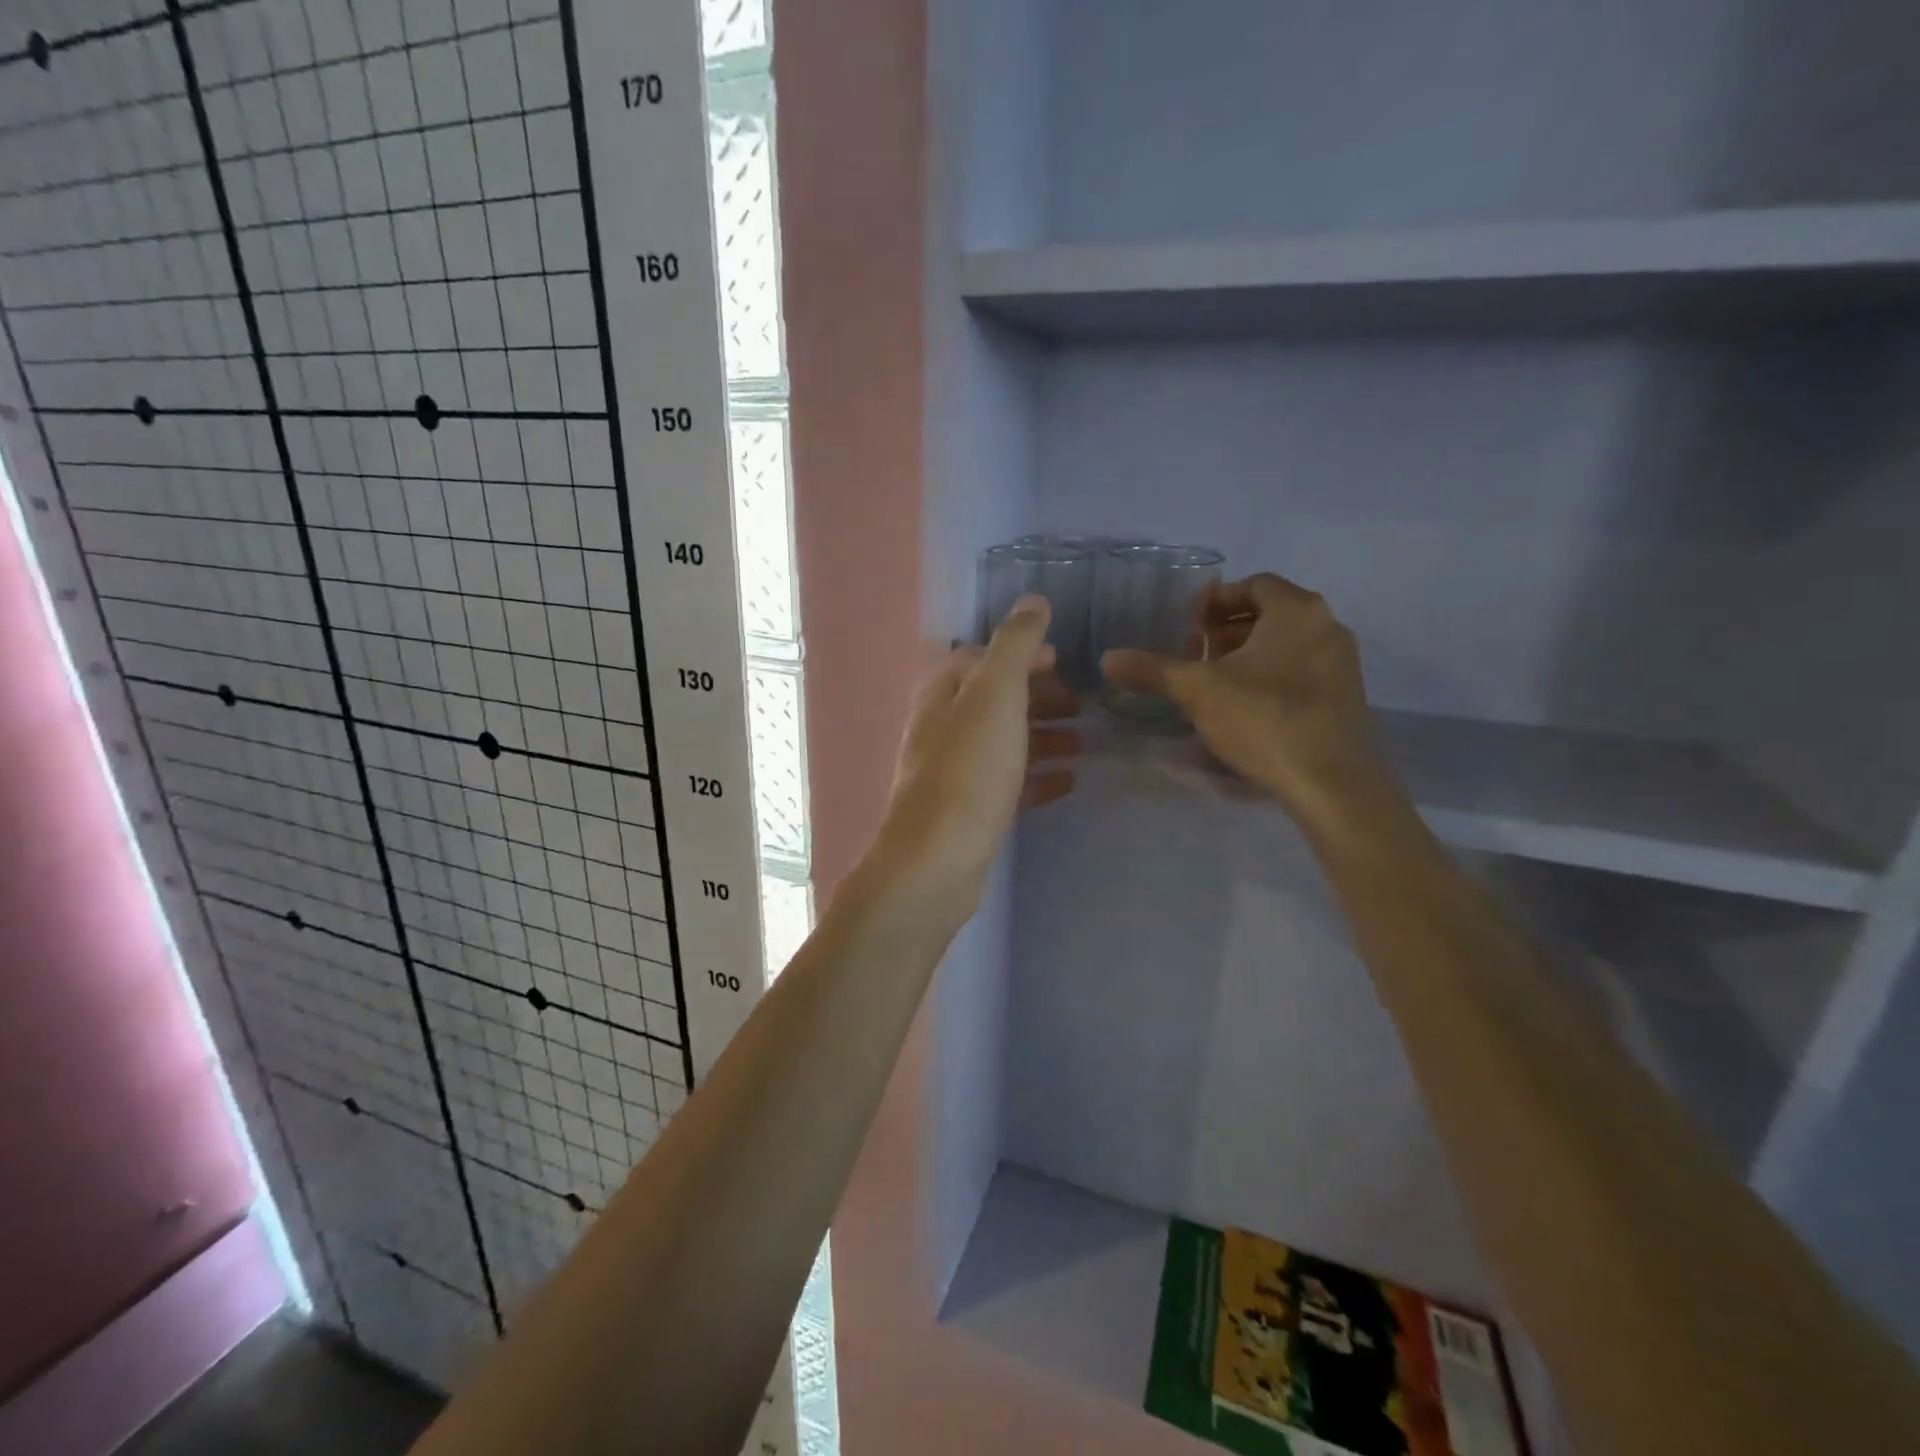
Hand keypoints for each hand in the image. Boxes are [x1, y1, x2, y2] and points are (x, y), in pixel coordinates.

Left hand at [877, 596, 1078, 924]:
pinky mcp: (969, 813)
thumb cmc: (968, 770)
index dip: (1022, 655)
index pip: (981, 659)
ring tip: (1086, 743)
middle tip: (1083, 705)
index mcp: (943, 694)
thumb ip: (1014, 646)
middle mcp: (943, 729)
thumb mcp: (995, 695)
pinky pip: (1009, 785)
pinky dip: (1038, 777)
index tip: (1064, 661)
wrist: (938, 861)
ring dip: (1044, 737)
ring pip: (1005, 743)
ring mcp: (955, 773)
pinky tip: (1069, 782)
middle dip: (1039, 698)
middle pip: (996, 702)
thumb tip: (1033, 601)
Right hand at [1101, 573, 1402, 842]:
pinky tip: (1247, 709)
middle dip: (1228, 630)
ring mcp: (1343, 662)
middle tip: (1196, 655)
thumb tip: (1106, 658)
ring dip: (1248, 655)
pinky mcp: (1347, 697)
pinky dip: (1271, 677)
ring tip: (1215, 684)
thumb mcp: (1198, 691)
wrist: (1332, 782)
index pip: (1252, 585)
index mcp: (1297, 610)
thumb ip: (1152, 670)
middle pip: (1269, 613)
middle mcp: (1327, 626)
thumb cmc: (1264, 719)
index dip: (1214, 602)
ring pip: (1286, 644)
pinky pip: (1302, 670)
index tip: (1187, 628)